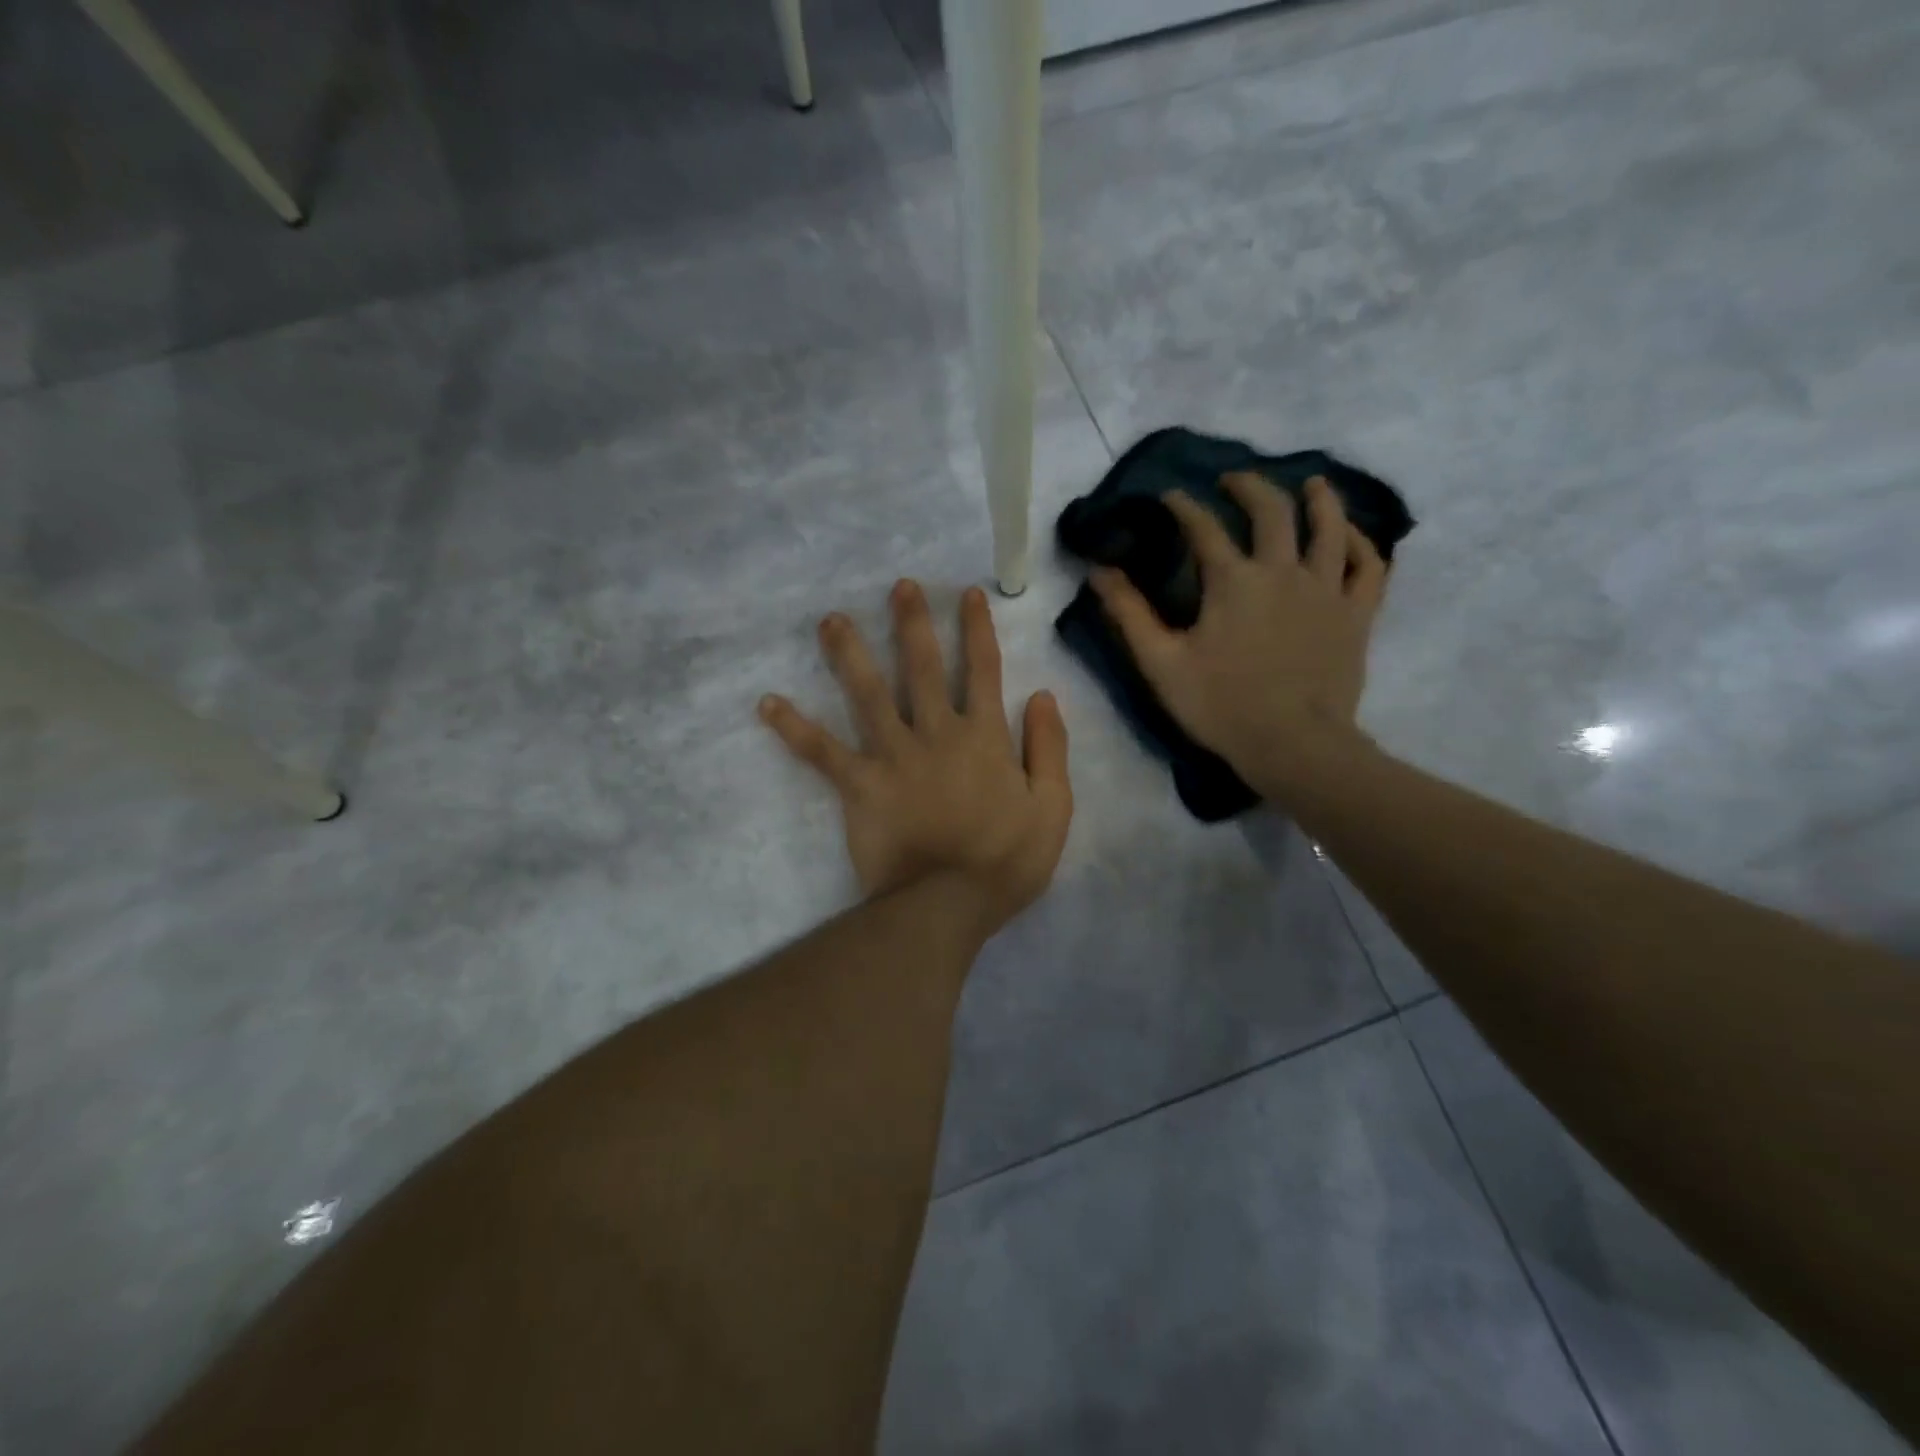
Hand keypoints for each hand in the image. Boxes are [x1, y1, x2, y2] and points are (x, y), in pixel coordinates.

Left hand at [759, 580, 1072, 937]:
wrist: (947, 905)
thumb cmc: (1006, 861)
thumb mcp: (1053, 807)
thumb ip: (1049, 748)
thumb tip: (1042, 695)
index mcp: (983, 737)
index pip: (983, 671)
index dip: (977, 631)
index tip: (968, 595)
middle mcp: (936, 733)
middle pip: (922, 668)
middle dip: (912, 624)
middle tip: (898, 586)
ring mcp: (893, 756)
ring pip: (869, 695)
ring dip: (850, 654)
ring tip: (831, 620)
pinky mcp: (859, 784)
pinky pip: (822, 752)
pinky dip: (794, 728)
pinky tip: (767, 703)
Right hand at [1090, 473, 1386, 788]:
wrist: (1293, 744)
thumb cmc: (1221, 706)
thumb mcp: (1161, 663)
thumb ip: (1130, 614)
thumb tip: (1099, 572)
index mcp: (1233, 581)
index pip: (1203, 528)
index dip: (1183, 507)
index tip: (1169, 496)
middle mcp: (1282, 571)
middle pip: (1271, 511)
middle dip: (1249, 487)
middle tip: (1232, 481)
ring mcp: (1326, 590)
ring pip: (1329, 527)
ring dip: (1319, 499)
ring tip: (1311, 483)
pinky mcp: (1356, 614)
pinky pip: (1368, 566)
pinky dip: (1360, 543)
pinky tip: (1349, 535)